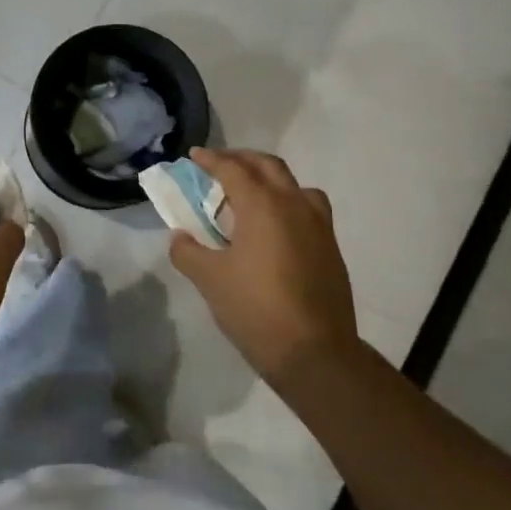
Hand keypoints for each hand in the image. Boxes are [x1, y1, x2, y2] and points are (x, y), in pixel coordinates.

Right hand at [168, 148, 358, 385]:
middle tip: (220, 165)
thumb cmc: (256, 309)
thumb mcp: (209, 279)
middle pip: (268, 166)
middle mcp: (294, 205)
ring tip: (252, 195)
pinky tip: (275, 229)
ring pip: (295, 185)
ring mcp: (318, 226)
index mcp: (262, 205)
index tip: (194, 155)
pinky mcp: (331, 248)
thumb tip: (179, 237)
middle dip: (242, 159)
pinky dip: (288, 204)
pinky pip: (309, 209)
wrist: (315, 353)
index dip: (211, 159)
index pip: (232, 169)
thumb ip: (188, 251)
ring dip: (270, 179)